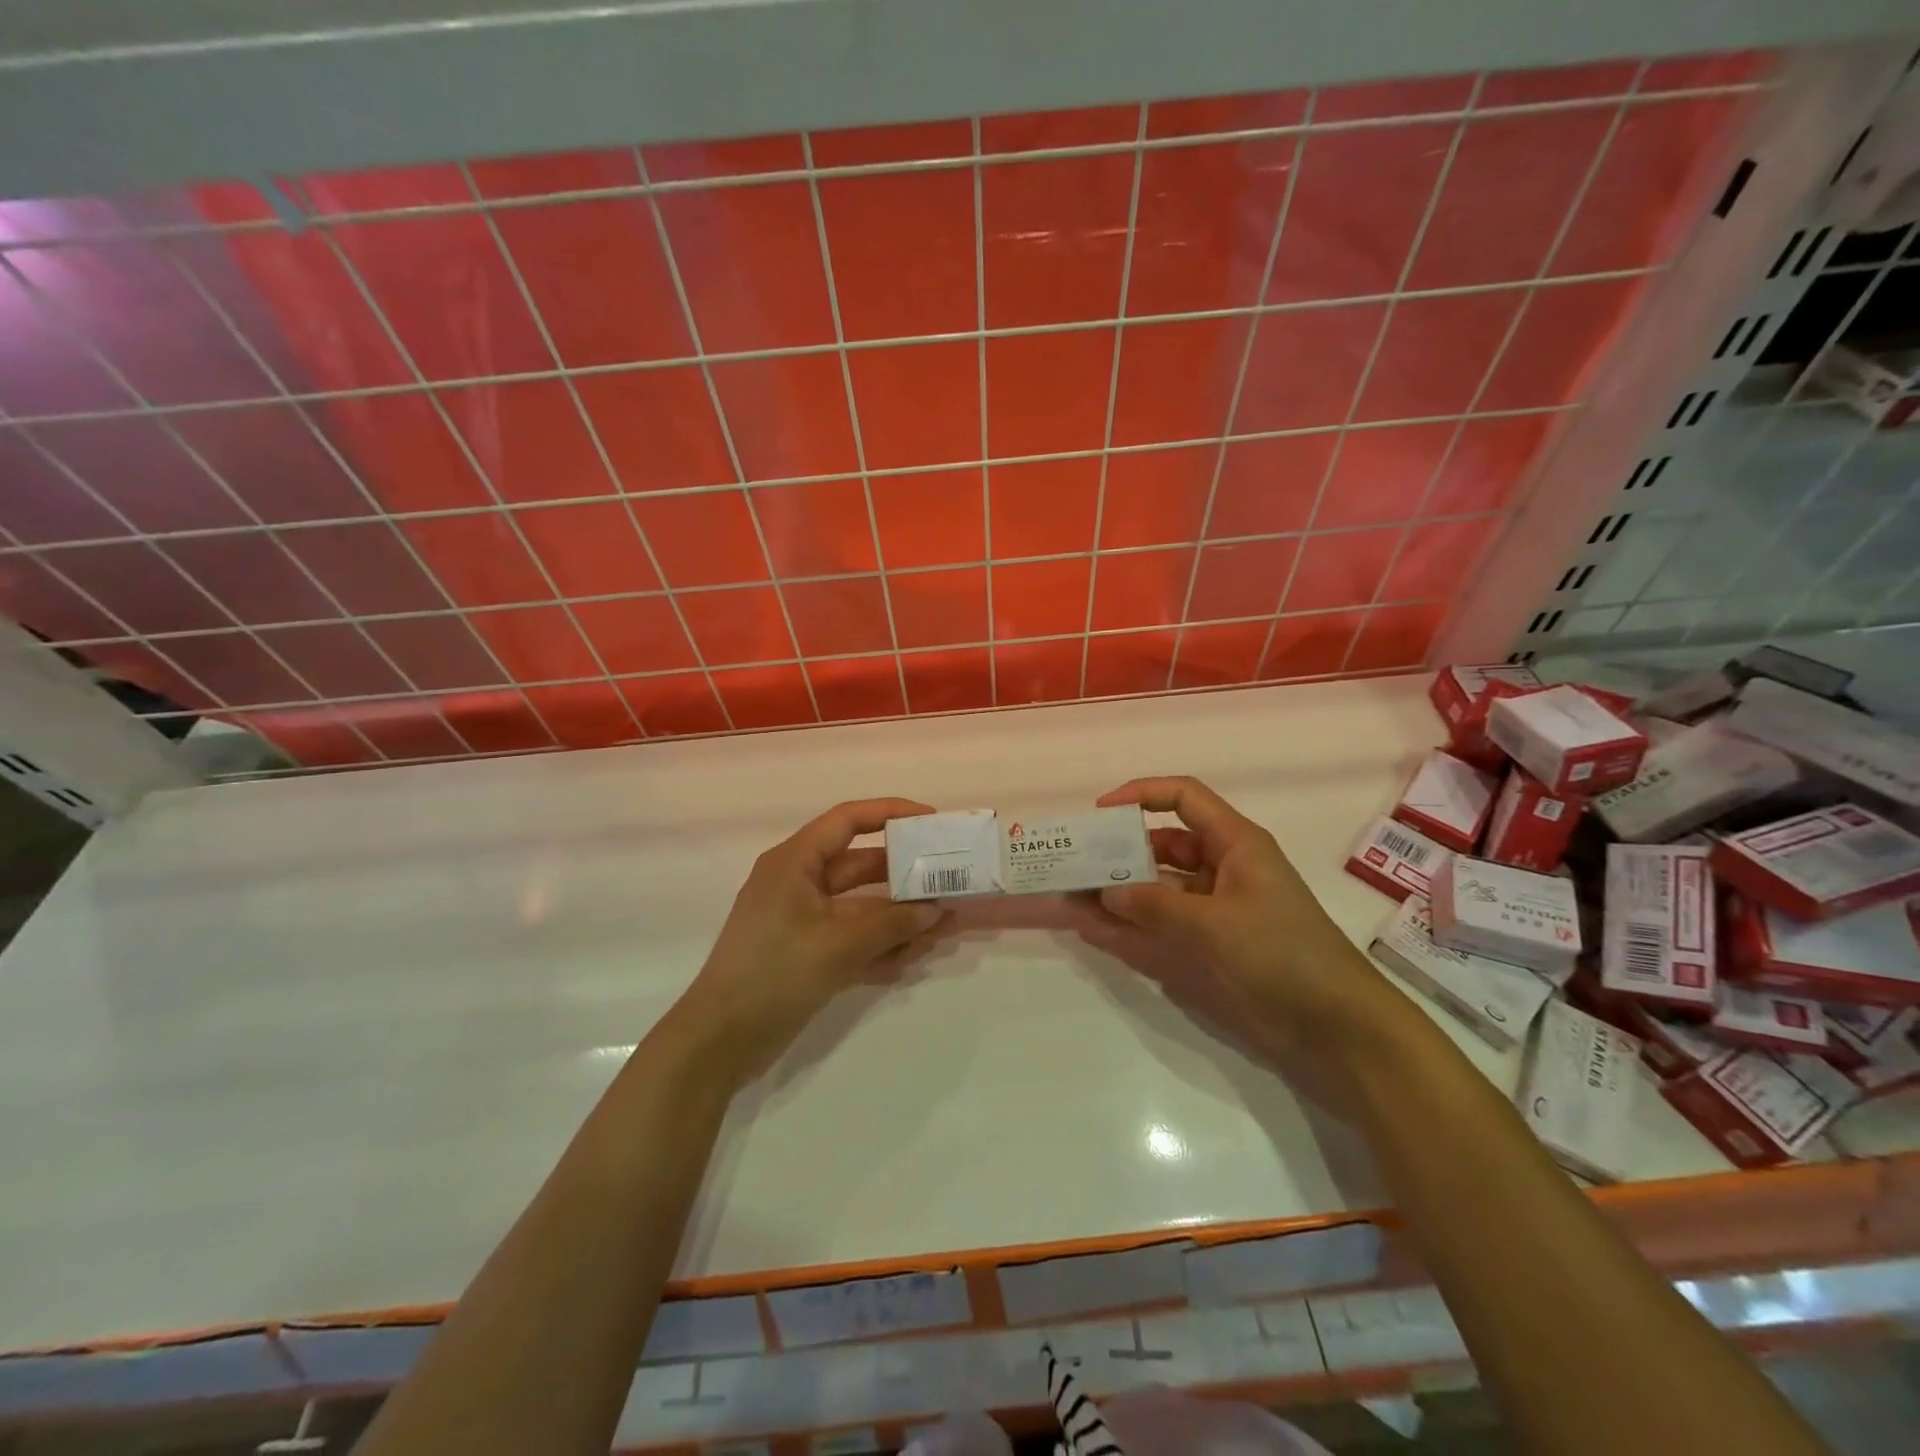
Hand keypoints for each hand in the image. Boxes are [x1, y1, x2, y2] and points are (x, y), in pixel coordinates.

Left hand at [680, 799, 947, 1078]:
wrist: (720, 1042)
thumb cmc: (774, 974)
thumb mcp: (838, 945)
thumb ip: (892, 925)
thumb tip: (937, 911)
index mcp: (795, 862)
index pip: (848, 820)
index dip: (891, 813)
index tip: (932, 821)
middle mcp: (799, 883)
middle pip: (861, 866)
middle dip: (905, 877)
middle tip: (949, 882)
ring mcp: (803, 921)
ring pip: (862, 908)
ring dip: (899, 918)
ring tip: (943, 929)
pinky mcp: (807, 954)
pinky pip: (852, 939)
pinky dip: (879, 947)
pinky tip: (910, 962)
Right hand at [1091, 777, 1412, 1070]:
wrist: (1337, 1028)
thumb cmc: (1282, 953)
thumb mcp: (1213, 923)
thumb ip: (1153, 906)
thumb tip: (1104, 893)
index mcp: (1235, 844)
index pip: (1183, 798)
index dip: (1141, 795)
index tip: (1100, 812)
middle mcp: (1221, 869)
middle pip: (1162, 846)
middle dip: (1118, 853)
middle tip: (1073, 864)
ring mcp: (1213, 909)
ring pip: (1155, 890)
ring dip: (1117, 894)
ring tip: (1069, 900)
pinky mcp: (1209, 945)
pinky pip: (1159, 926)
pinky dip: (1129, 928)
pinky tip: (1092, 932)